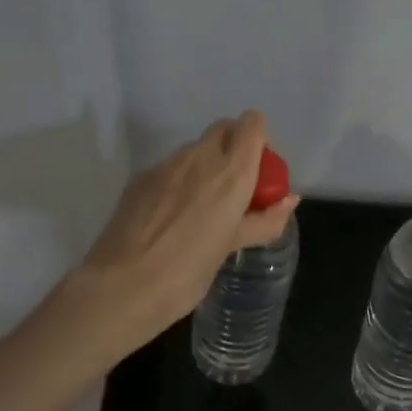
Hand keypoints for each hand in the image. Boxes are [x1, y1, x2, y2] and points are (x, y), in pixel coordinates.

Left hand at [75, 112, 298, 355]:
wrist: (122, 286)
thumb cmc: (187, 272)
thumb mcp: (232, 247)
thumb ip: (264, 220)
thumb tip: (289, 200)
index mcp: (230, 173)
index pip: (252, 124)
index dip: (260, 139)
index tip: (261, 170)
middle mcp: (199, 158)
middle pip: (224, 128)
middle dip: (235, 146)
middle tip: (237, 186)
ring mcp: (165, 165)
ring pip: (195, 148)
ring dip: (207, 164)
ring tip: (203, 207)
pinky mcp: (140, 178)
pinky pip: (170, 168)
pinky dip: (180, 180)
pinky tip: (172, 217)